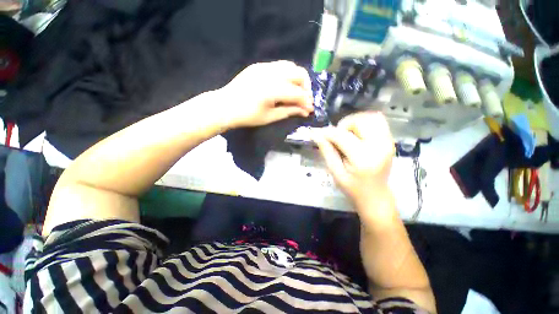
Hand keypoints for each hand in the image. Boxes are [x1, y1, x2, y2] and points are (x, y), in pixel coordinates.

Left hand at [217, 61, 313, 128]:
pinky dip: (287, 74)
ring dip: (298, 78)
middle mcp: (271, 73)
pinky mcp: (259, 65)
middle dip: (306, 87)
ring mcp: (264, 66)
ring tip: (297, 92)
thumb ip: (289, 111)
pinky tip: (285, 85)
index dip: (306, 102)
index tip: (310, 109)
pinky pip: (279, 65)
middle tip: (304, 100)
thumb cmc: (247, 116)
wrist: (225, 106)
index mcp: (272, 90)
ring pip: (290, 66)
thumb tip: (305, 111)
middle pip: (299, 74)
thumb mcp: (270, 117)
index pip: (297, 93)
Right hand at [312, 112, 395, 220]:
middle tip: (337, 137)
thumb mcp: (335, 172)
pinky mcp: (390, 140)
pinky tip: (357, 134)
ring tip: (347, 134)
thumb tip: (316, 134)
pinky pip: (378, 121)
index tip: (319, 134)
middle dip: (344, 125)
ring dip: (355, 122)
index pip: (342, 136)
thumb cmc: (353, 188)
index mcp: (363, 158)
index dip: (328, 132)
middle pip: (359, 121)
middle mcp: (379, 146)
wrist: (376, 196)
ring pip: (371, 117)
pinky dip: (365, 122)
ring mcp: (388, 142)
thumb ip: (326, 151)